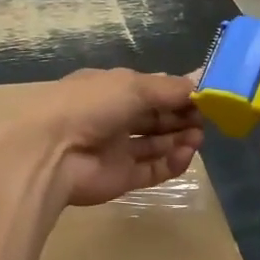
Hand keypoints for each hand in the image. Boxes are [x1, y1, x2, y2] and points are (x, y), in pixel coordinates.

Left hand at [34, 68, 203, 208]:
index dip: (177, 92)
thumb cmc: (91, 106)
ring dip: (180, 138)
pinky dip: (172, 162)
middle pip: (156, 117)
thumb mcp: (133, 86)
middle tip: (207, 118)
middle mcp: (114, 117)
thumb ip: (169, 88)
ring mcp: (117, 149)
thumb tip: (200, 81)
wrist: (52, 154)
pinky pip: (153, 169)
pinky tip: (186, 154)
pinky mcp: (121, 178)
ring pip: (156, 144)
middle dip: (182, 116)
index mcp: (111, 89)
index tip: (206, 95)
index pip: (151, 89)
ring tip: (198, 137)